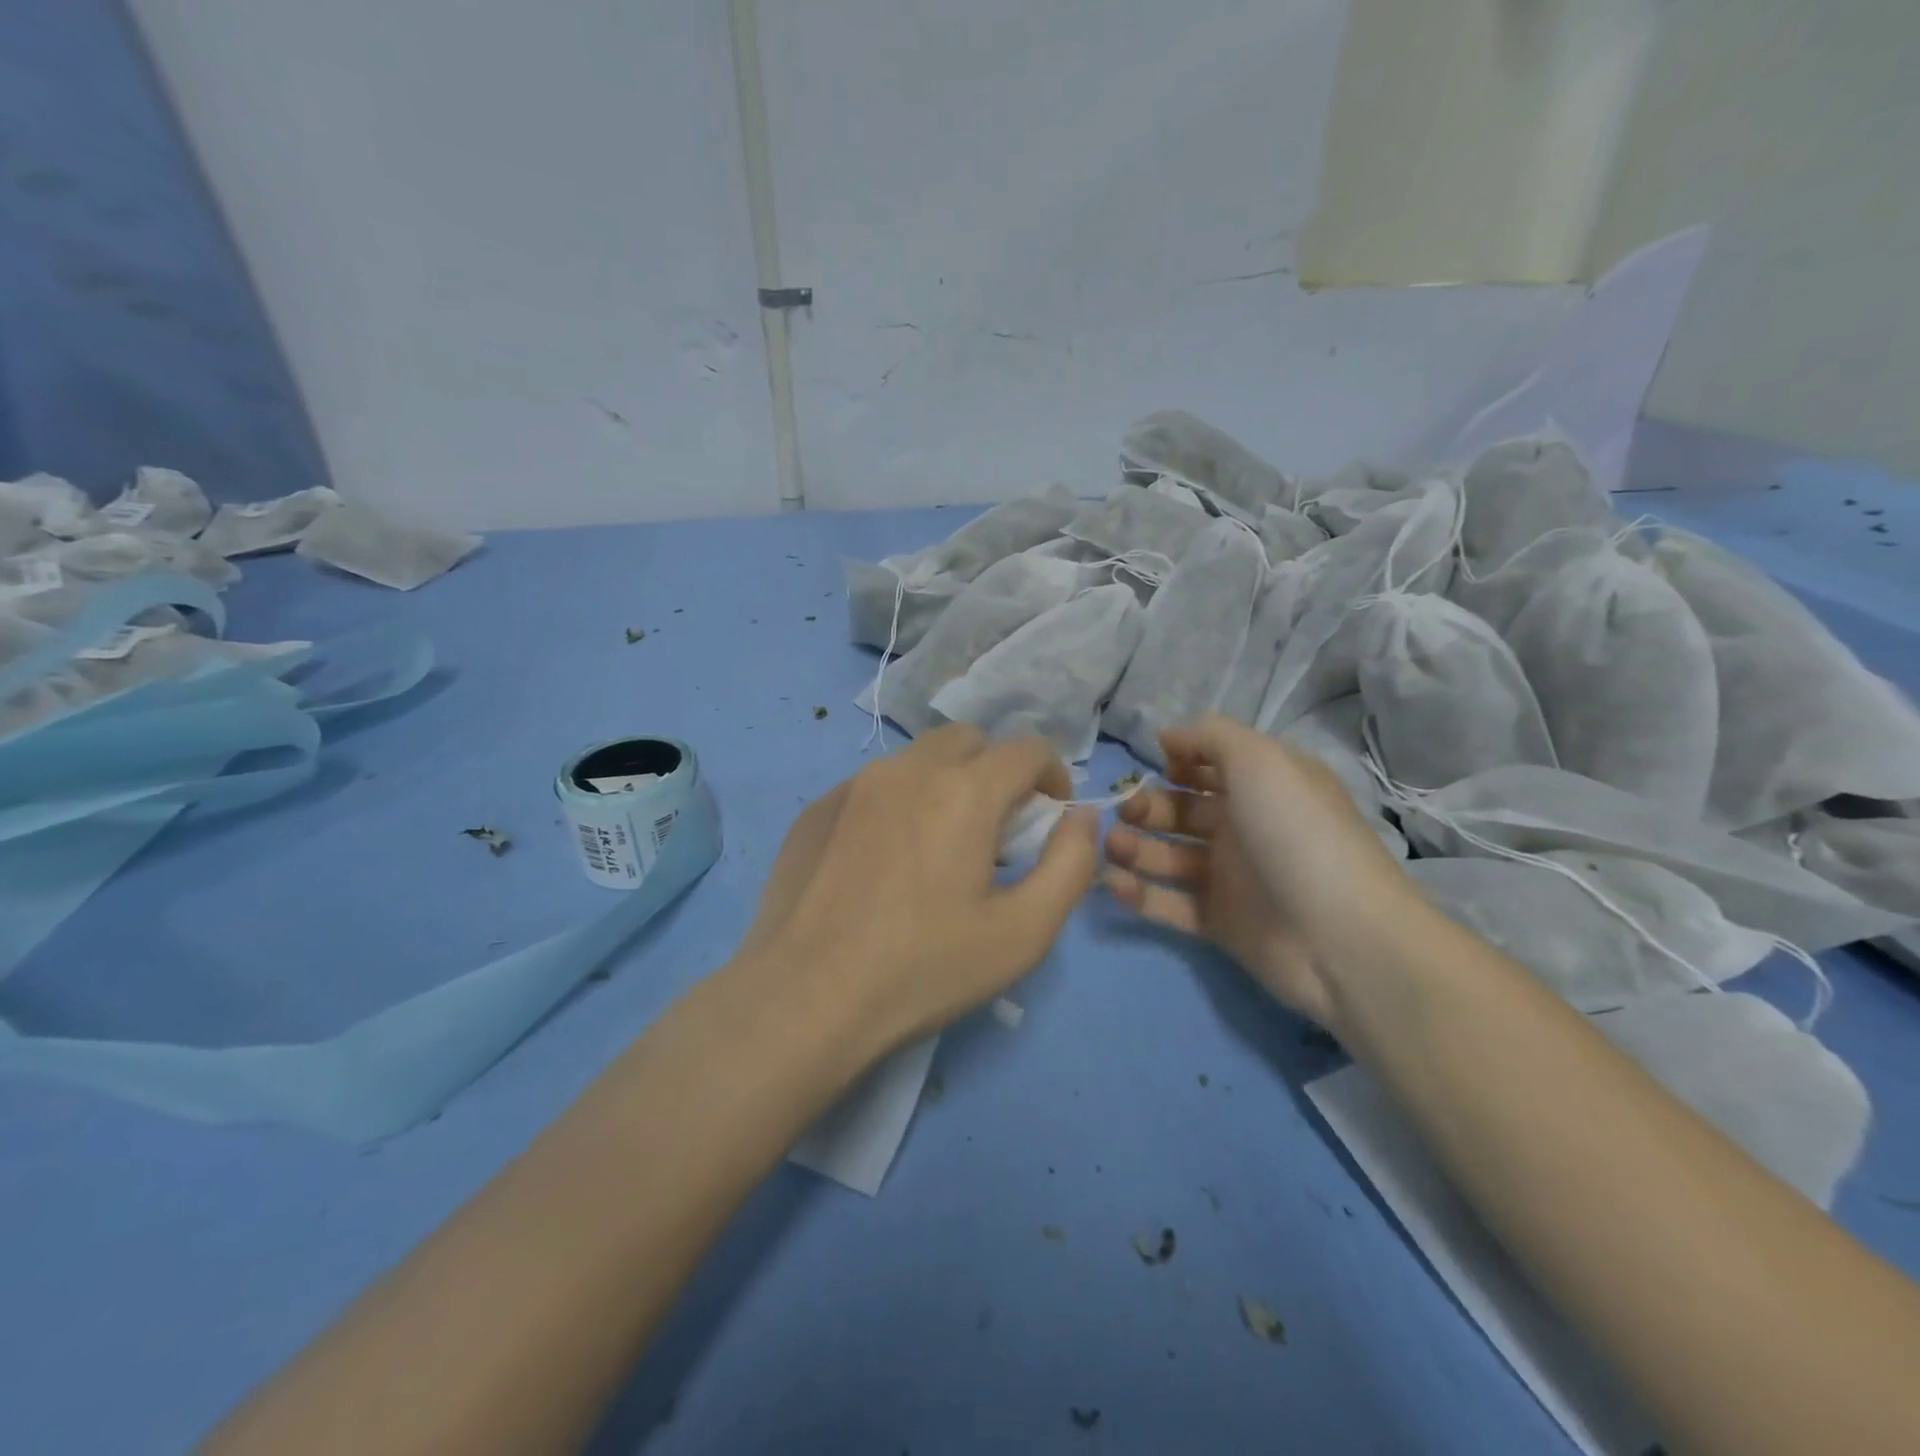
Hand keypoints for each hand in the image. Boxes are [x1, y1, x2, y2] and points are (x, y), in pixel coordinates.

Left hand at [734, 724, 1099, 1058]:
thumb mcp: (1024, 932)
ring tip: (938, 845)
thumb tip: (1080, 818)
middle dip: (996, 770)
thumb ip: (1070, 865)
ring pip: (917, 759)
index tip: (1050, 816)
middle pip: (969, 740)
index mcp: (964, 790)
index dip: (1053, 775)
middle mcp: (907, 769)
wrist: (805, 998)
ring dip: (944, 783)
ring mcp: (853, 785)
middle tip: (996, 827)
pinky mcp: (816, 809)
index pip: (1027, 749)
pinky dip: (896, 804)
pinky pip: (872, 786)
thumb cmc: (924, 968)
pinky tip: (883, 861)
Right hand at [1102, 715, 1417, 1031]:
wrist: (1341, 938)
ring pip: (1170, 857)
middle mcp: (1246, 827)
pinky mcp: (1219, 922)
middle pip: (1183, 811)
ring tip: (1110, 846)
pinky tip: (1112, 884)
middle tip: (1123, 813)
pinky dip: (1140, 894)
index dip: (1180, 760)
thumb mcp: (1259, 761)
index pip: (1212, 765)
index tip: (1154, 764)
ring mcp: (1232, 878)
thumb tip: (1168, 736)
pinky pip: (1170, 903)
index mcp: (1264, 786)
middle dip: (1148, 807)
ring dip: (1135, 848)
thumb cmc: (1296, 834)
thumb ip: (1211, 736)